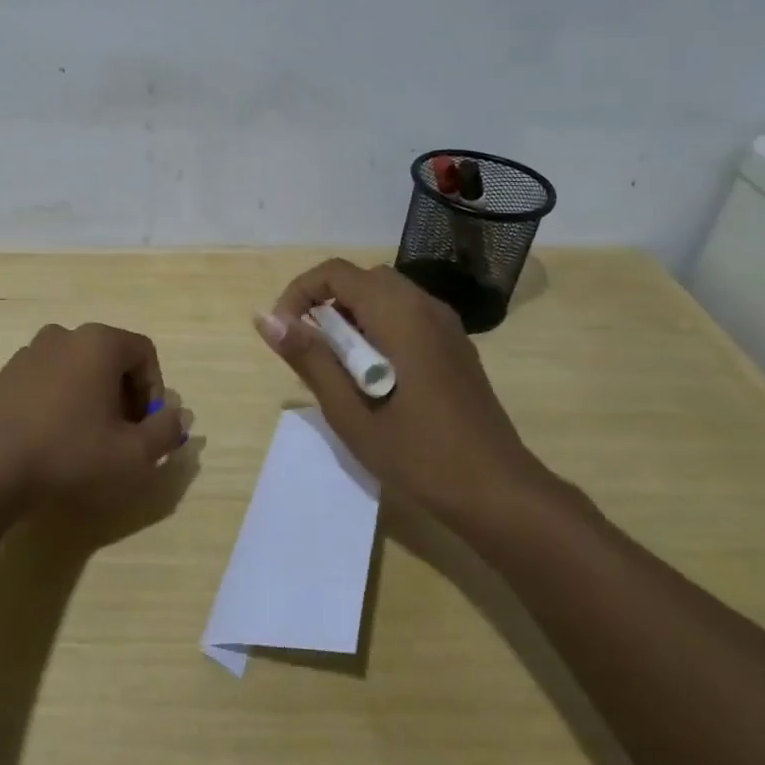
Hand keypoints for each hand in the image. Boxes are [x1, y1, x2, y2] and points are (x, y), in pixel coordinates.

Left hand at [0, 322, 188, 508]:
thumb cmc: (69, 454)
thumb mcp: (132, 454)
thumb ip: (165, 432)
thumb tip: (179, 415)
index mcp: (99, 341)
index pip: (145, 353)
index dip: (154, 391)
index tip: (146, 428)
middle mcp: (65, 335)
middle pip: (112, 359)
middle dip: (125, 396)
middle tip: (122, 437)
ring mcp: (30, 352)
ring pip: (79, 370)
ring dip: (93, 399)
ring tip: (88, 442)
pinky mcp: (5, 375)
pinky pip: (49, 381)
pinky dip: (62, 402)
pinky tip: (54, 440)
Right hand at [254, 259, 550, 521]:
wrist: (497, 491)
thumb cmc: (418, 453)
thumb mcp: (349, 411)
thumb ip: (308, 357)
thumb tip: (266, 318)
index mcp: (399, 314)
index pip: (336, 272)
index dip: (300, 292)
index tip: (285, 332)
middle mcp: (425, 306)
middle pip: (362, 279)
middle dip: (326, 304)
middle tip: (311, 351)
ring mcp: (446, 325)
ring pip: (386, 296)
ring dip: (353, 317)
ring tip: (339, 368)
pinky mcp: (456, 346)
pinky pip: (407, 316)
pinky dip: (379, 328)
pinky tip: (376, 378)